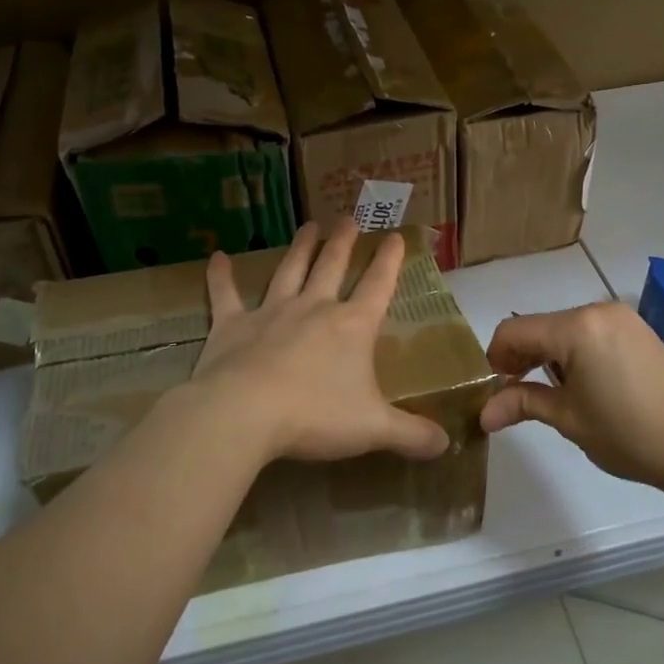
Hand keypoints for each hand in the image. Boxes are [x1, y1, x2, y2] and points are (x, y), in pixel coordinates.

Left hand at [190, 218, 450, 466]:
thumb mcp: (373, 429)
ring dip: (300, 248)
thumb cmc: (315, 416)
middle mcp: (314, 309)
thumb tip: (447, 445)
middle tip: (348, 218)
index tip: (395, 236)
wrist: (244, 413)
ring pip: (289, 271)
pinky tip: (217, 257)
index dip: (389, 261)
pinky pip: (225, 295)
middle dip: (343, 242)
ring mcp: (271, 313)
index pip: (378, 285)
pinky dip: (221, 276)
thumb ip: (411, 435)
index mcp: (351, 327)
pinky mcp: (232, 326)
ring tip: (309, 226)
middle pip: (332, 266)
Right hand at [479, 302, 663, 490]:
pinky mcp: (638, 330)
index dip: (495, 358)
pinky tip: (582, 383)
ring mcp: (621, 317)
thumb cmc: (628, 434)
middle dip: (521, 357)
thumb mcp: (568, 419)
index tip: (494, 389)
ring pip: (564, 328)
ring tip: (550, 393)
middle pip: (540, 326)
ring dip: (548, 355)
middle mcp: (596, 310)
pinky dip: (574, 352)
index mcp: (576, 327)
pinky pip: (590, 332)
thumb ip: (523, 403)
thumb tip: (483, 414)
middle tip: (515, 395)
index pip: (514, 330)